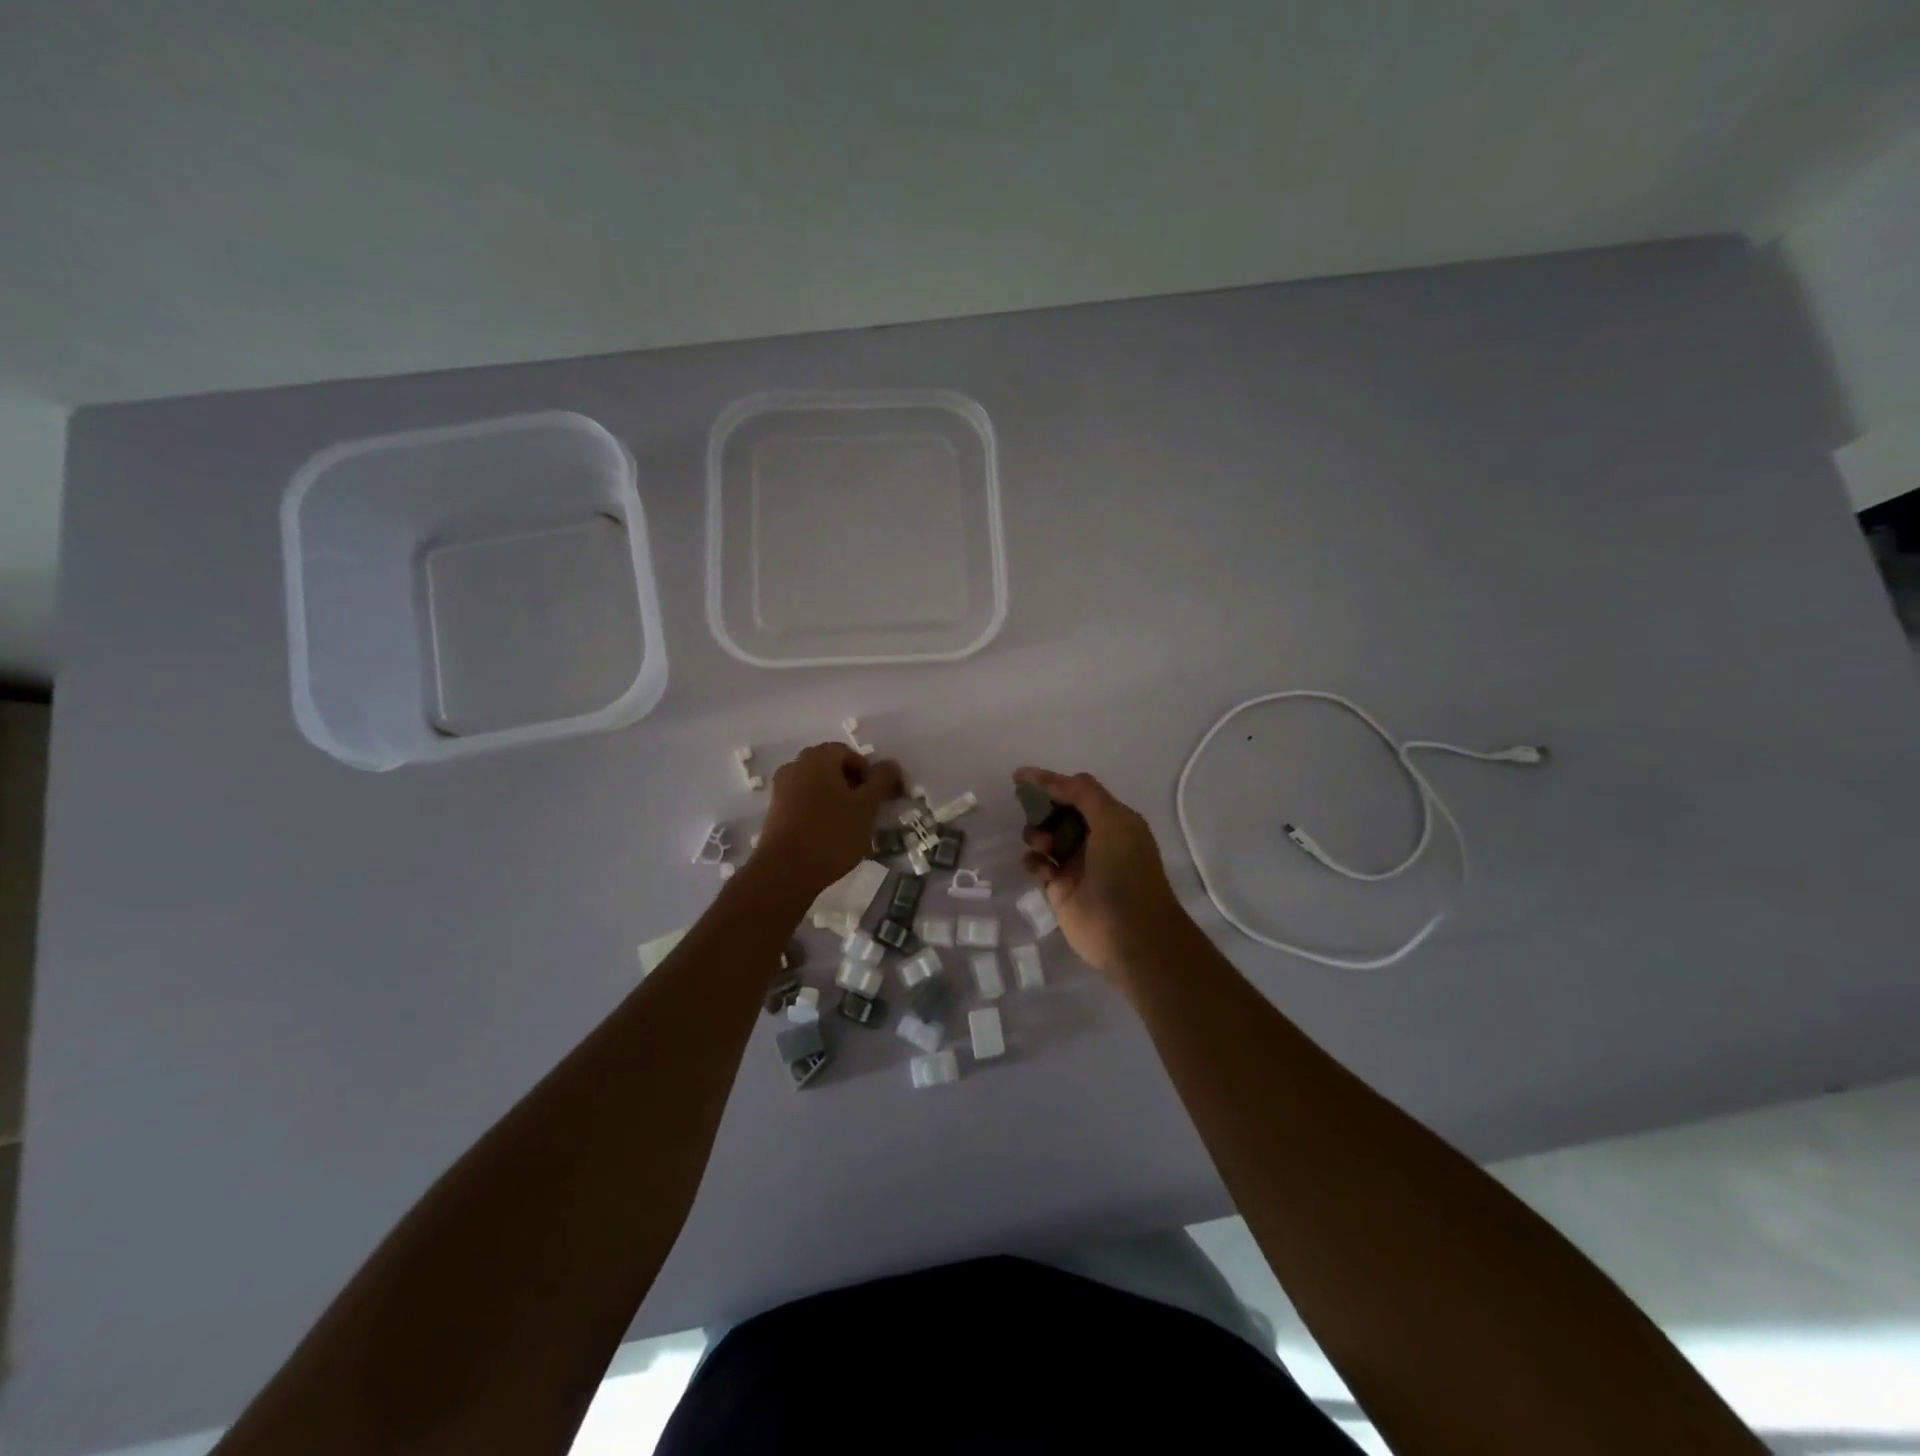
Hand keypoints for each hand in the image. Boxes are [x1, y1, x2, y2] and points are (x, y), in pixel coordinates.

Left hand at [752, 744, 903, 896]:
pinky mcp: (775, 811)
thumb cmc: (832, 834)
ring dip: (836, 799)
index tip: (878, 798)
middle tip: (866, 811)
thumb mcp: (867, 807)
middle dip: (852, 786)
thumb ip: (882, 781)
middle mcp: (796, 765)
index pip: (850, 754)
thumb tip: (891, 765)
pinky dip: (819, 811)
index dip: (869, 774)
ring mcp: (781, 789)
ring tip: (849, 826)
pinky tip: (828, 834)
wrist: (785, 872)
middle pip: (832, 768)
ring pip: (817, 786)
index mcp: (818, 758)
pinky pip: (803, 802)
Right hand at [1015, 768, 1188, 983]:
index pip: (1078, 792)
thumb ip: (1082, 793)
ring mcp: (1077, 866)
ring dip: (1037, 834)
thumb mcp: (1112, 820)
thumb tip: (1050, 780)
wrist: (1129, 933)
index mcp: (1113, 821)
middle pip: (1059, 813)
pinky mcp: (1060, 890)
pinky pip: (1039, 866)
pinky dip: (1033, 861)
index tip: (1020, 776)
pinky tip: (1038, 866)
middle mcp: (1095, 840)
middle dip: (1042, 808)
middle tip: (1026, 808)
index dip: (1051, 782)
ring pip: (1046, 838)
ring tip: (1041, 844)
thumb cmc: (1125, 870)